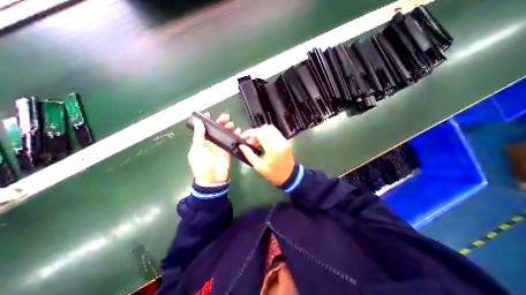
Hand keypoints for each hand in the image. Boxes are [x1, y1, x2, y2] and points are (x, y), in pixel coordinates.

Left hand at [188, 113, 239, 185]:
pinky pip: (232, 141)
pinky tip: (238, 131)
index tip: (209, 114)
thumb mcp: (197, 150)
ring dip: (228, 127)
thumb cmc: (201, 165)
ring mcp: (221, 146)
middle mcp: (212, 142)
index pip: (205, 128)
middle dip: (221, 122)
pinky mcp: (228, 150)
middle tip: (225, 117)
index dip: (207, 121)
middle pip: (217, 129)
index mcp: (202, 141)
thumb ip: (199, 136)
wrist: (212, 180)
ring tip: (231, 124)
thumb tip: (199, 121)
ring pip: (225, 133)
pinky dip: (235, 135)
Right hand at [240, 124, 294, 185]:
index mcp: (273, 149)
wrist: (289, 176)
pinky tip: (262, 142)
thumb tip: (241, 146)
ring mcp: (284, 140)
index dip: (250, 133)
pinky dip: (266, 134)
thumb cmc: (274, 174)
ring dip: (260, 133)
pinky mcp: (285, 141)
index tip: (243, 136)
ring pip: (270, 128)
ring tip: (255, 142)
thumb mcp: (259, 167)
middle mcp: (280, 142)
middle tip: (249, 141)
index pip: (260, 133)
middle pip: (265, 129)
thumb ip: (249, 155)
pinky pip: (274, 132)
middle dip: (254, 133)